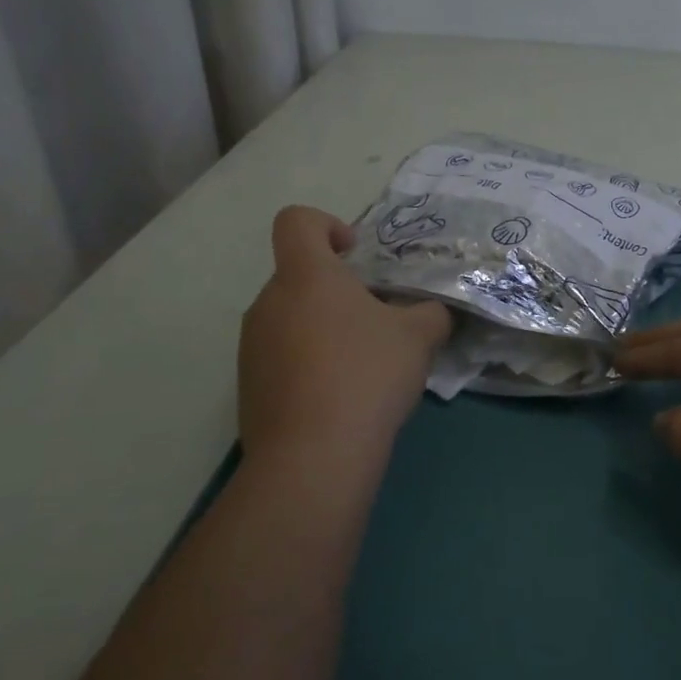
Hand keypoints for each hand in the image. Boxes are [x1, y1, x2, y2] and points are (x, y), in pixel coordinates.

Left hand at [238, 206, 451, 474]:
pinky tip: (338, 398)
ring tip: (361, 366)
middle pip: (299, 276)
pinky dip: (308, 364)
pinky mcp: (248, 387)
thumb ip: (431, 313)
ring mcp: (252, 346)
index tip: (355, 254)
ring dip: (323, 329)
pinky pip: (281, 357)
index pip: (296, 221)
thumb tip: (433, 313)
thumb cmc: (366, 375)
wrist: (312, 458)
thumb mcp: (419, 337)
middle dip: (337, 290)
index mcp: (306, 275)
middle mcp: (269, 302)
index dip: (326, 225)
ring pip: (291, 319)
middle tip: (376, 322)